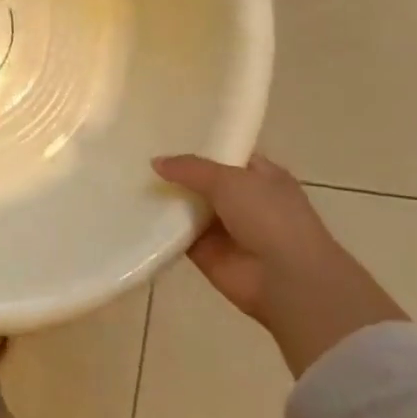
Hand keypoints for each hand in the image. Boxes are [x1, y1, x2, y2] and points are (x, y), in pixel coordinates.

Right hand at [153, 152, 407, 376]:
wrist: (287, 281)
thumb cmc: (269, 217)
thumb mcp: (228, 179)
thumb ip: (190, 168)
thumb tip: (156, 162)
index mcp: (261, 176)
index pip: (226, 155)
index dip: (200, 147)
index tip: (166, 137)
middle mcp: (244, 200)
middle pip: (203, 182)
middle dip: (177, 173)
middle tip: (140, 158)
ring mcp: (225, 229)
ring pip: (188, 207)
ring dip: (167, 200)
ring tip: (129, 181)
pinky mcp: (207, 254)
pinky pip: (178, 235)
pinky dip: (161, 228)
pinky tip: (134, 213)